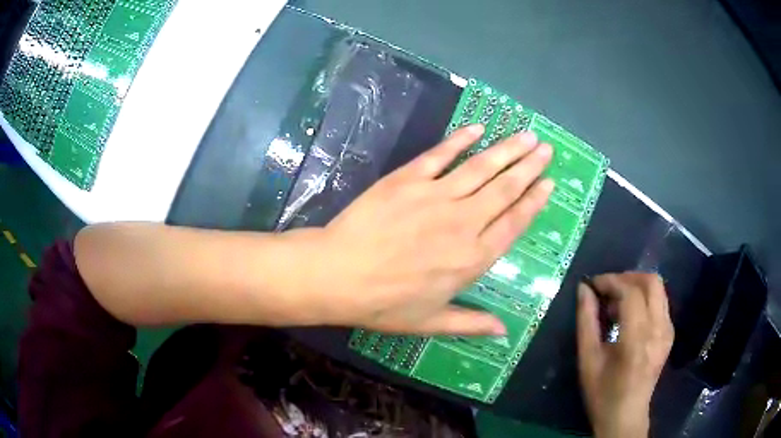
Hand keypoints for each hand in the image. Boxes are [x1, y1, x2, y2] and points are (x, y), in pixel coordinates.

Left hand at [298, 125, 553, 334]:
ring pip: (481, 168)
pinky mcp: (408, 179)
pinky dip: (460, 140)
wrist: (337, 275)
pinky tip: (477, 129)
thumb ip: (471, 323)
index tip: (549, 183)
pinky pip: (440, 155)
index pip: (514, 223)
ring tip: (527, 135)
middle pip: (505, 189)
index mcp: (472, 258)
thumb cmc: (383, 304)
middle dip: (529, 167)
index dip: (534, 201)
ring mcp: (436, 196)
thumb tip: (504, 332)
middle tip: (546, 149)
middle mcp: (463, 222)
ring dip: (507, 150)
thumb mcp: (430, 322)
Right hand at [576, 273, 674, 437]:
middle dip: (627, 277)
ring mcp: (667, 330)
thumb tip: (583, 289)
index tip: (592, 284)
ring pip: (658, 288)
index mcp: (637, 340)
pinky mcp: (670, 333)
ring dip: (635, 286)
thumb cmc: (602, 393)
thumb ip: (586, 321)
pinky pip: (660, 302)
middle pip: (651, 281)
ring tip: (615, 303)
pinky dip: (643, 298)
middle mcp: (659, 329)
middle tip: (606, 289)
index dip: (611, 281)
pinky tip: (628, 315)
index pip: (631, 292)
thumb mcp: (588, 360)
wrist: (626, 416)